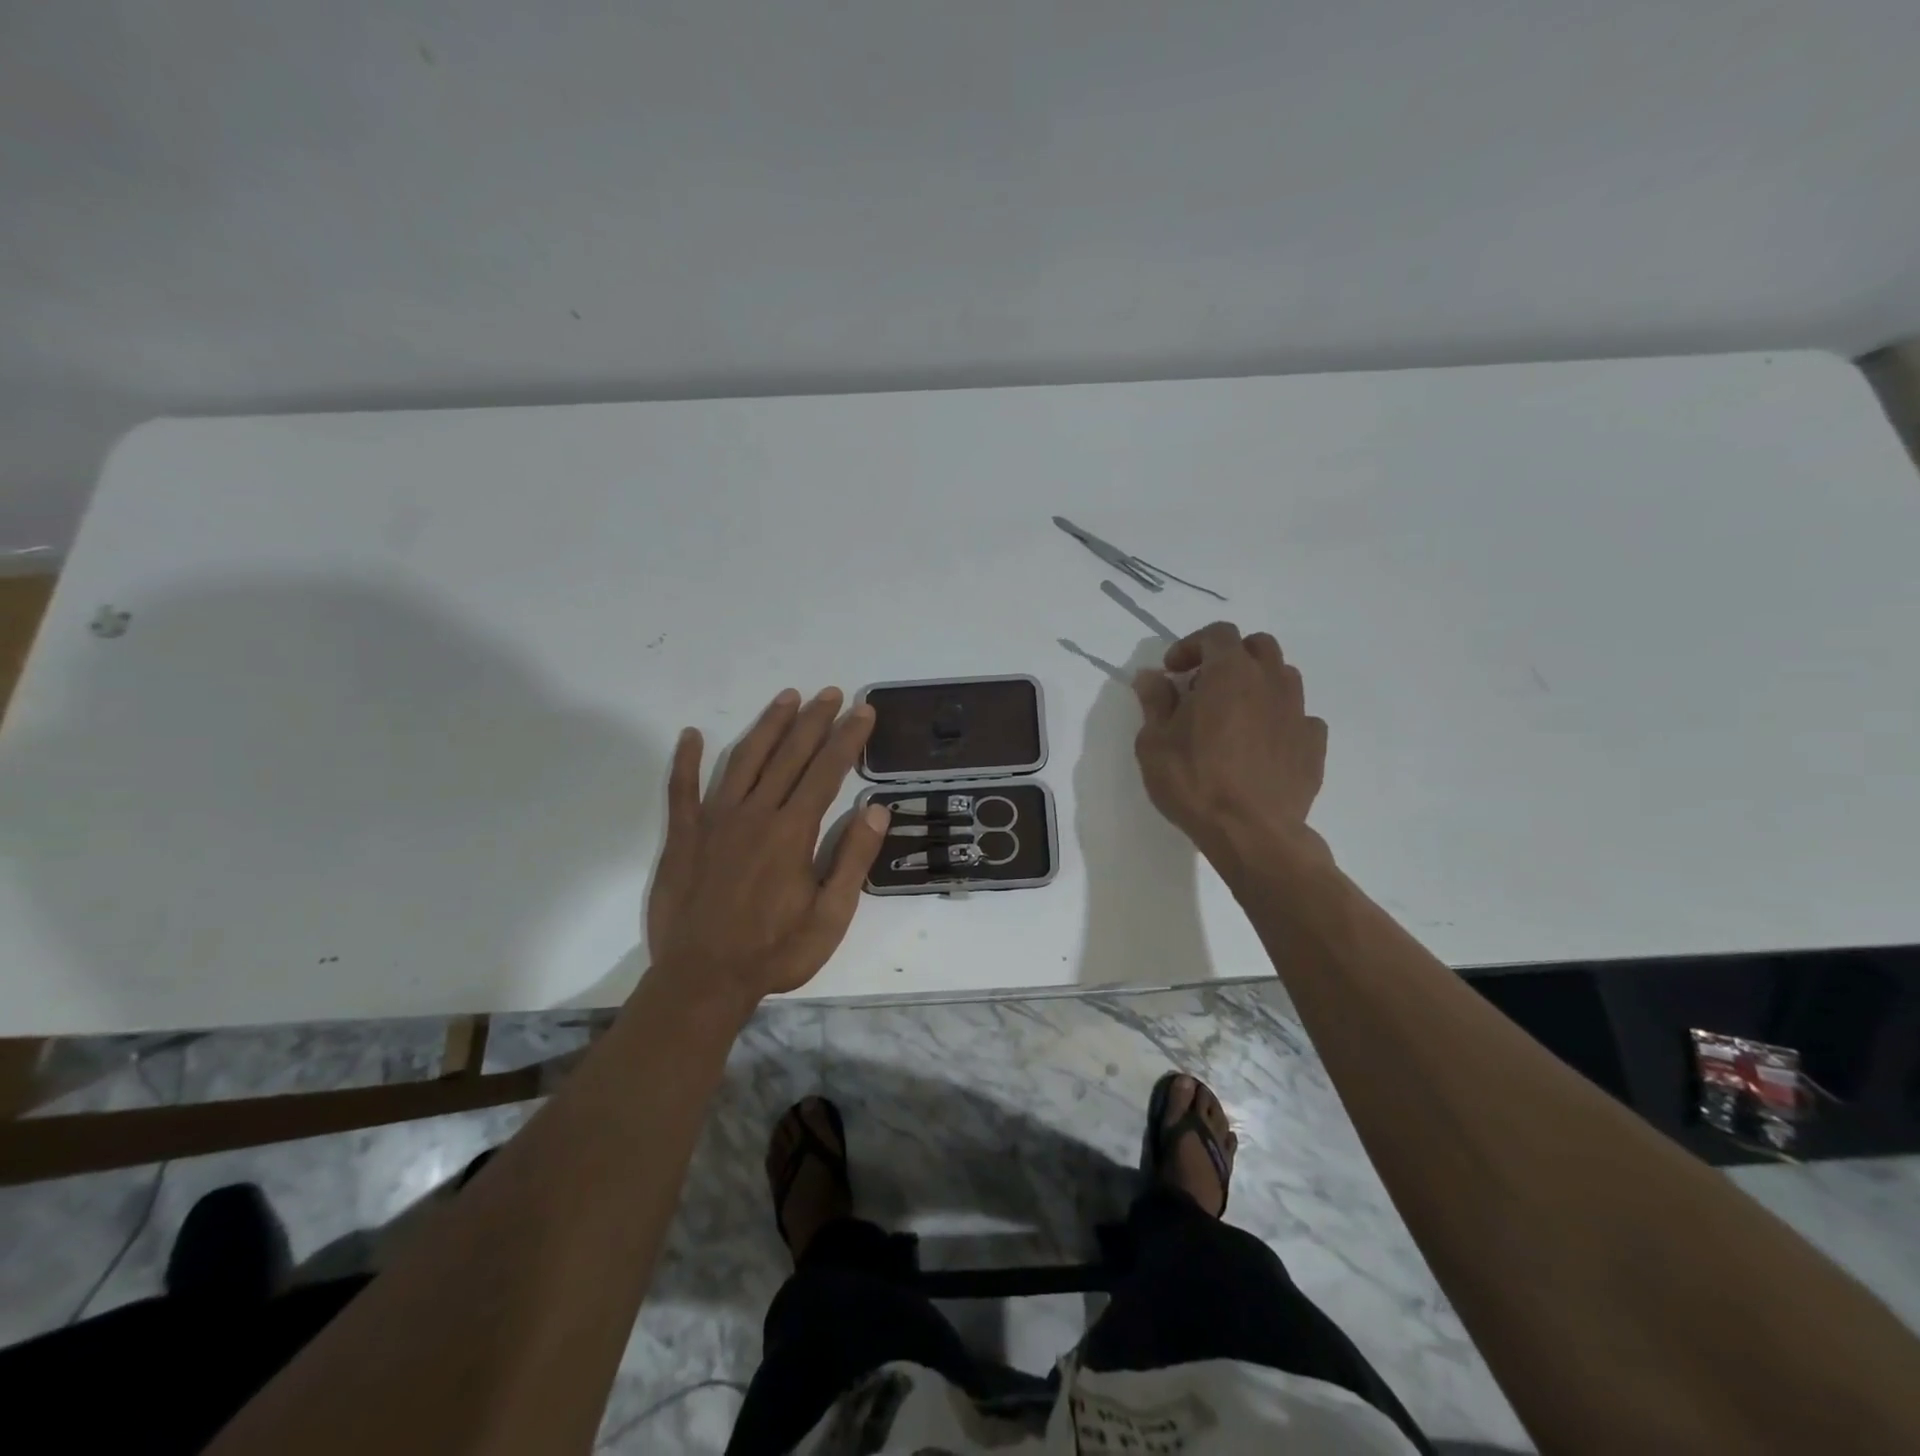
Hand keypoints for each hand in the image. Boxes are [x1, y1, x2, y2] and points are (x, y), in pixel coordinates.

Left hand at [646, 687, 890, 1009]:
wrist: (702, 980)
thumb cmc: (775, 952)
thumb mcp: (831, 916)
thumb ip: (853, 859)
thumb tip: (877, 808)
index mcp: (793, 831)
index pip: (827, 771)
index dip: (847, 737)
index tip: (863, 711)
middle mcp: (755, 813)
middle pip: (789, 755)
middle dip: (814, 720)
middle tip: (831, 692)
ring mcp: (714, 821)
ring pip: (744, 760)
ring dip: (767, 726)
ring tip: (786, 698)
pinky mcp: (683, 836)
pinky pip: (681, 789)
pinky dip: (685, 760)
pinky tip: (691, 735)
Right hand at [1133, 622, 1330, 872]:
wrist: (1252, 833)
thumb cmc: (1194, 782)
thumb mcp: (1154, 743)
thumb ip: (1155, 702)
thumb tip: (1151, 677)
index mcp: (1229, 673)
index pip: (1217, 634)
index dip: (1192, 645)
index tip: (1173, 672)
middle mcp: (1270, 682)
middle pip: (1258, 646)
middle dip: (1230, 657)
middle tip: (1204, 687)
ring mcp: (1298, 712)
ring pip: (1282, 677)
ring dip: (1257, 684)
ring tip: (1234, 715)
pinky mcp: (1313, 744)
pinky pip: (1299, 716)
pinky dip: (1279, 719)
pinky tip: (1261, 745)